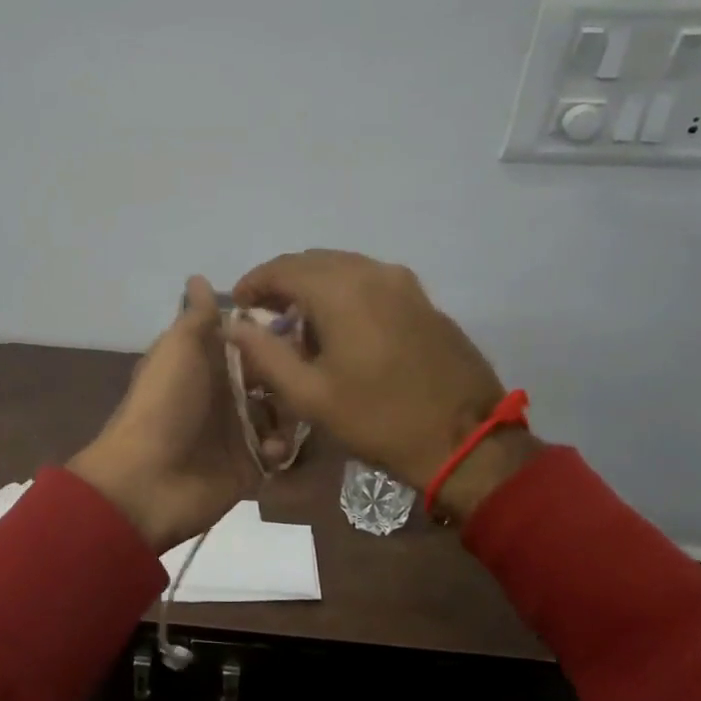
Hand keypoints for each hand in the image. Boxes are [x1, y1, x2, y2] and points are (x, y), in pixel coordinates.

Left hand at [69, 277, 290, 550]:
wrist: (147, 482)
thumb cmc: (165, 405)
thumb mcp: (179, 349)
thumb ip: (196, 316)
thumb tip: (199, 277)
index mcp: (206, 363)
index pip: (250, 341)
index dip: (274, 333)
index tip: (305, 326)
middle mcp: (224, 394)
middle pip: (272, 377)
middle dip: (291, 374)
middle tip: (310, 373)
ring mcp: (237, 433)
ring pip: (282, 414)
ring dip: (291, 413)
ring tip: (295, 414)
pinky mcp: (248, 468)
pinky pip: (278, 453)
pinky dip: (281, 449)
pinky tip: (273, 450)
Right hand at [227, 250, 538, 521]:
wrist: (465, 439)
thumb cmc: (379, 419)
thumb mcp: (310, 395)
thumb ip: (265, 354)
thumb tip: (235, 325)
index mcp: (341, 290)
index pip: (282, 268)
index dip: (253, 283)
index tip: (238, 307)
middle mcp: (372, 272)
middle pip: (312, 261)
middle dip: (282, 282)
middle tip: (264, 316)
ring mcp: (403, 282)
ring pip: (343, 267)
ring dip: (313, 285)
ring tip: (298, 323)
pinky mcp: (422, 298)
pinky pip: (370, 280)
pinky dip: (344, 291)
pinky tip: (340, 326)